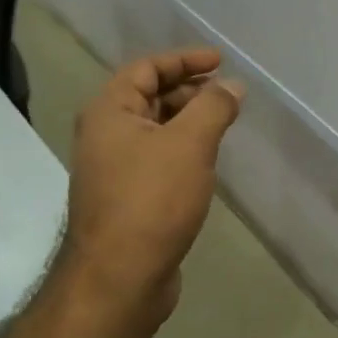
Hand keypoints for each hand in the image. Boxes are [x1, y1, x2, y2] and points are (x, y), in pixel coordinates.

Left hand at [63, 47, 243, 320]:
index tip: (220, 62)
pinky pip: (157, 159)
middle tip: (227, 97)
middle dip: (189, 91)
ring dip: (188, 121)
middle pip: (149, 97)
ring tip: (223, 125)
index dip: (184, 59)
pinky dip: (182, 150)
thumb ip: (213, 107)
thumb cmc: (151, 201)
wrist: (119, 278)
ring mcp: (113, 169)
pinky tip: (205, 163)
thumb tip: (232, 86)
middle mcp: (105, 135)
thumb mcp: (189, 144)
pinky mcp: (126, 198)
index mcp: (109, 111)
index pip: (146, 68)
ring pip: (155, 130)